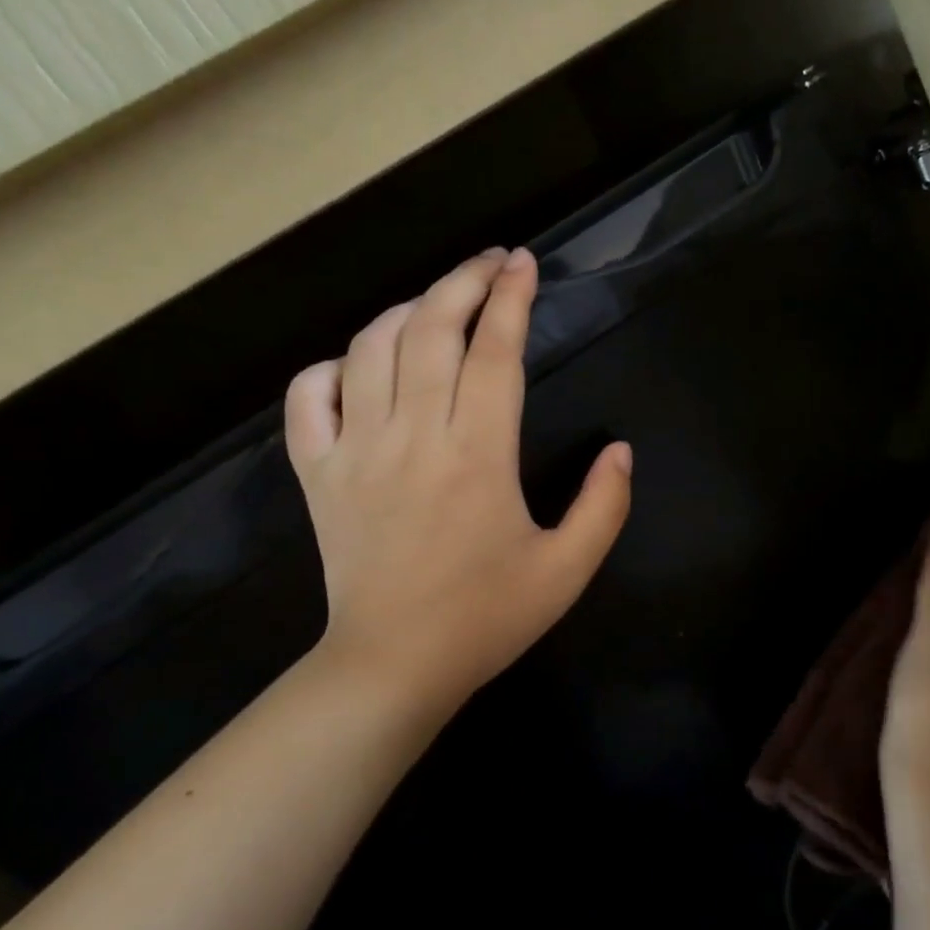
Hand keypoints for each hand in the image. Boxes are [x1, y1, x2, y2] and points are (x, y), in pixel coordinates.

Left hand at [283, 247, 632, 730]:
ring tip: (437, 302)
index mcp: (478, 455)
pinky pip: (308, 400)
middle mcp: (414, 436)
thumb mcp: (568, 570)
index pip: (495, 352)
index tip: (524, 263)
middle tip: (492, 262)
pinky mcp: (318, 474)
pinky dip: (330, 367)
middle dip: (463, 281)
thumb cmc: (486, 618)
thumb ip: (605, 505)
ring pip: (370, 349)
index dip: (511, 298)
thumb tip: (621, 451)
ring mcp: (356, 451)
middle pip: (431, 330)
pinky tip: (358, 364)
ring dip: (406, 311)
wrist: (394, 666)